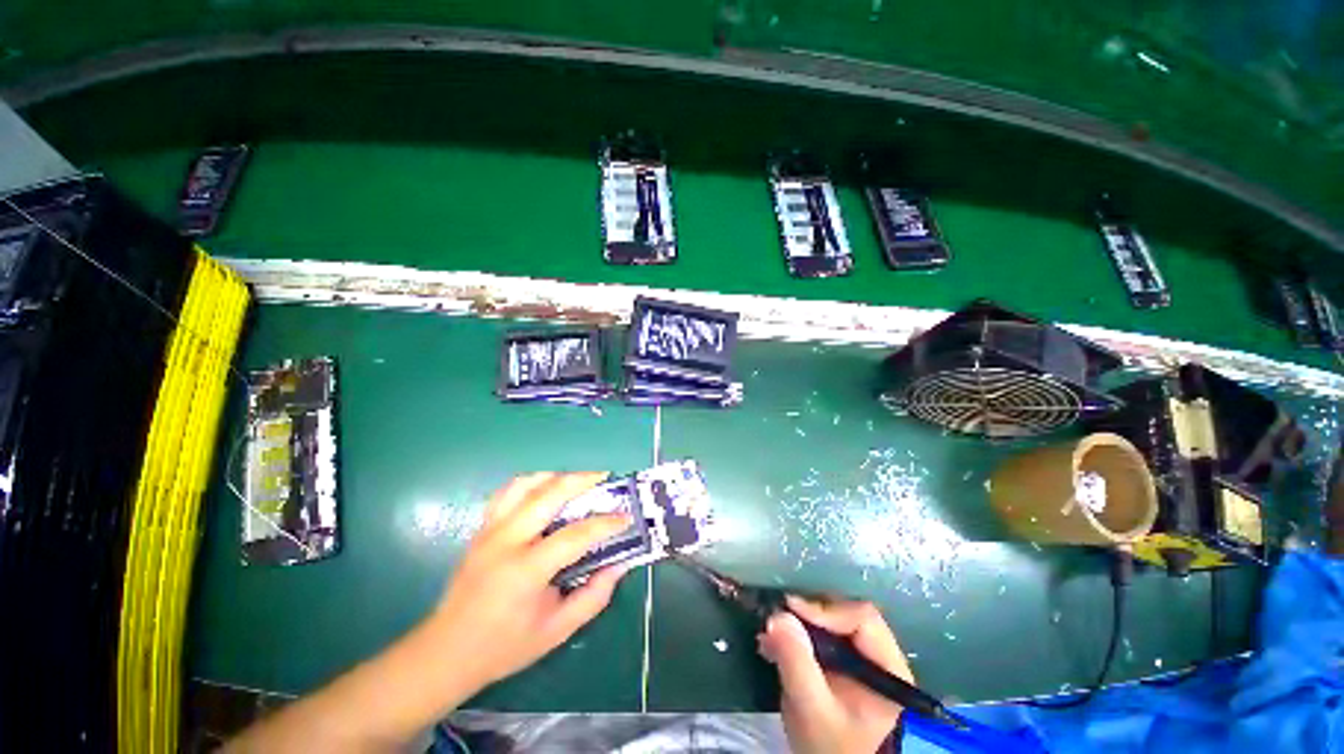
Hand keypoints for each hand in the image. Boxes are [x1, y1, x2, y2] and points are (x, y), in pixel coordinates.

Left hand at [423, 472, 633, 690]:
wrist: (446, 652)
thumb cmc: (504, 646)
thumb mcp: (556, 631)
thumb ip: (593, 597)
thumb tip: (619, 565)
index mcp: (524, 572)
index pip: (574, 536)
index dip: (604, 524)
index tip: (625, 518)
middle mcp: (505, 542)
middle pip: (548, 494)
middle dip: (581, 480)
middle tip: (605, 477)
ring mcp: (489, 531)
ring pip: (525, 484)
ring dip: (556, 475)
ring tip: (578, 478)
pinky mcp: (481, 528)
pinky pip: (508, 492)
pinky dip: (532, 482)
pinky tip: (547, 487)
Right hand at [759, 597, 910, 753]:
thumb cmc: (833, 747)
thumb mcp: (812, 709)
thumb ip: (797, 662)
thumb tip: (777, 615)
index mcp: (888, 669)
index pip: (862, 619)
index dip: (825, 608)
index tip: (789, 608)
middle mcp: (882, 658)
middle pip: (847, 616)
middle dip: (809, 615)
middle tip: (777, 619)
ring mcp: (864, 663)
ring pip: (834, 625)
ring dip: (801, 625)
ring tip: (771, 635)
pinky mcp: (847, 669)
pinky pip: (825, 640)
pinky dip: (800, 638)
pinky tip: (776, 646)